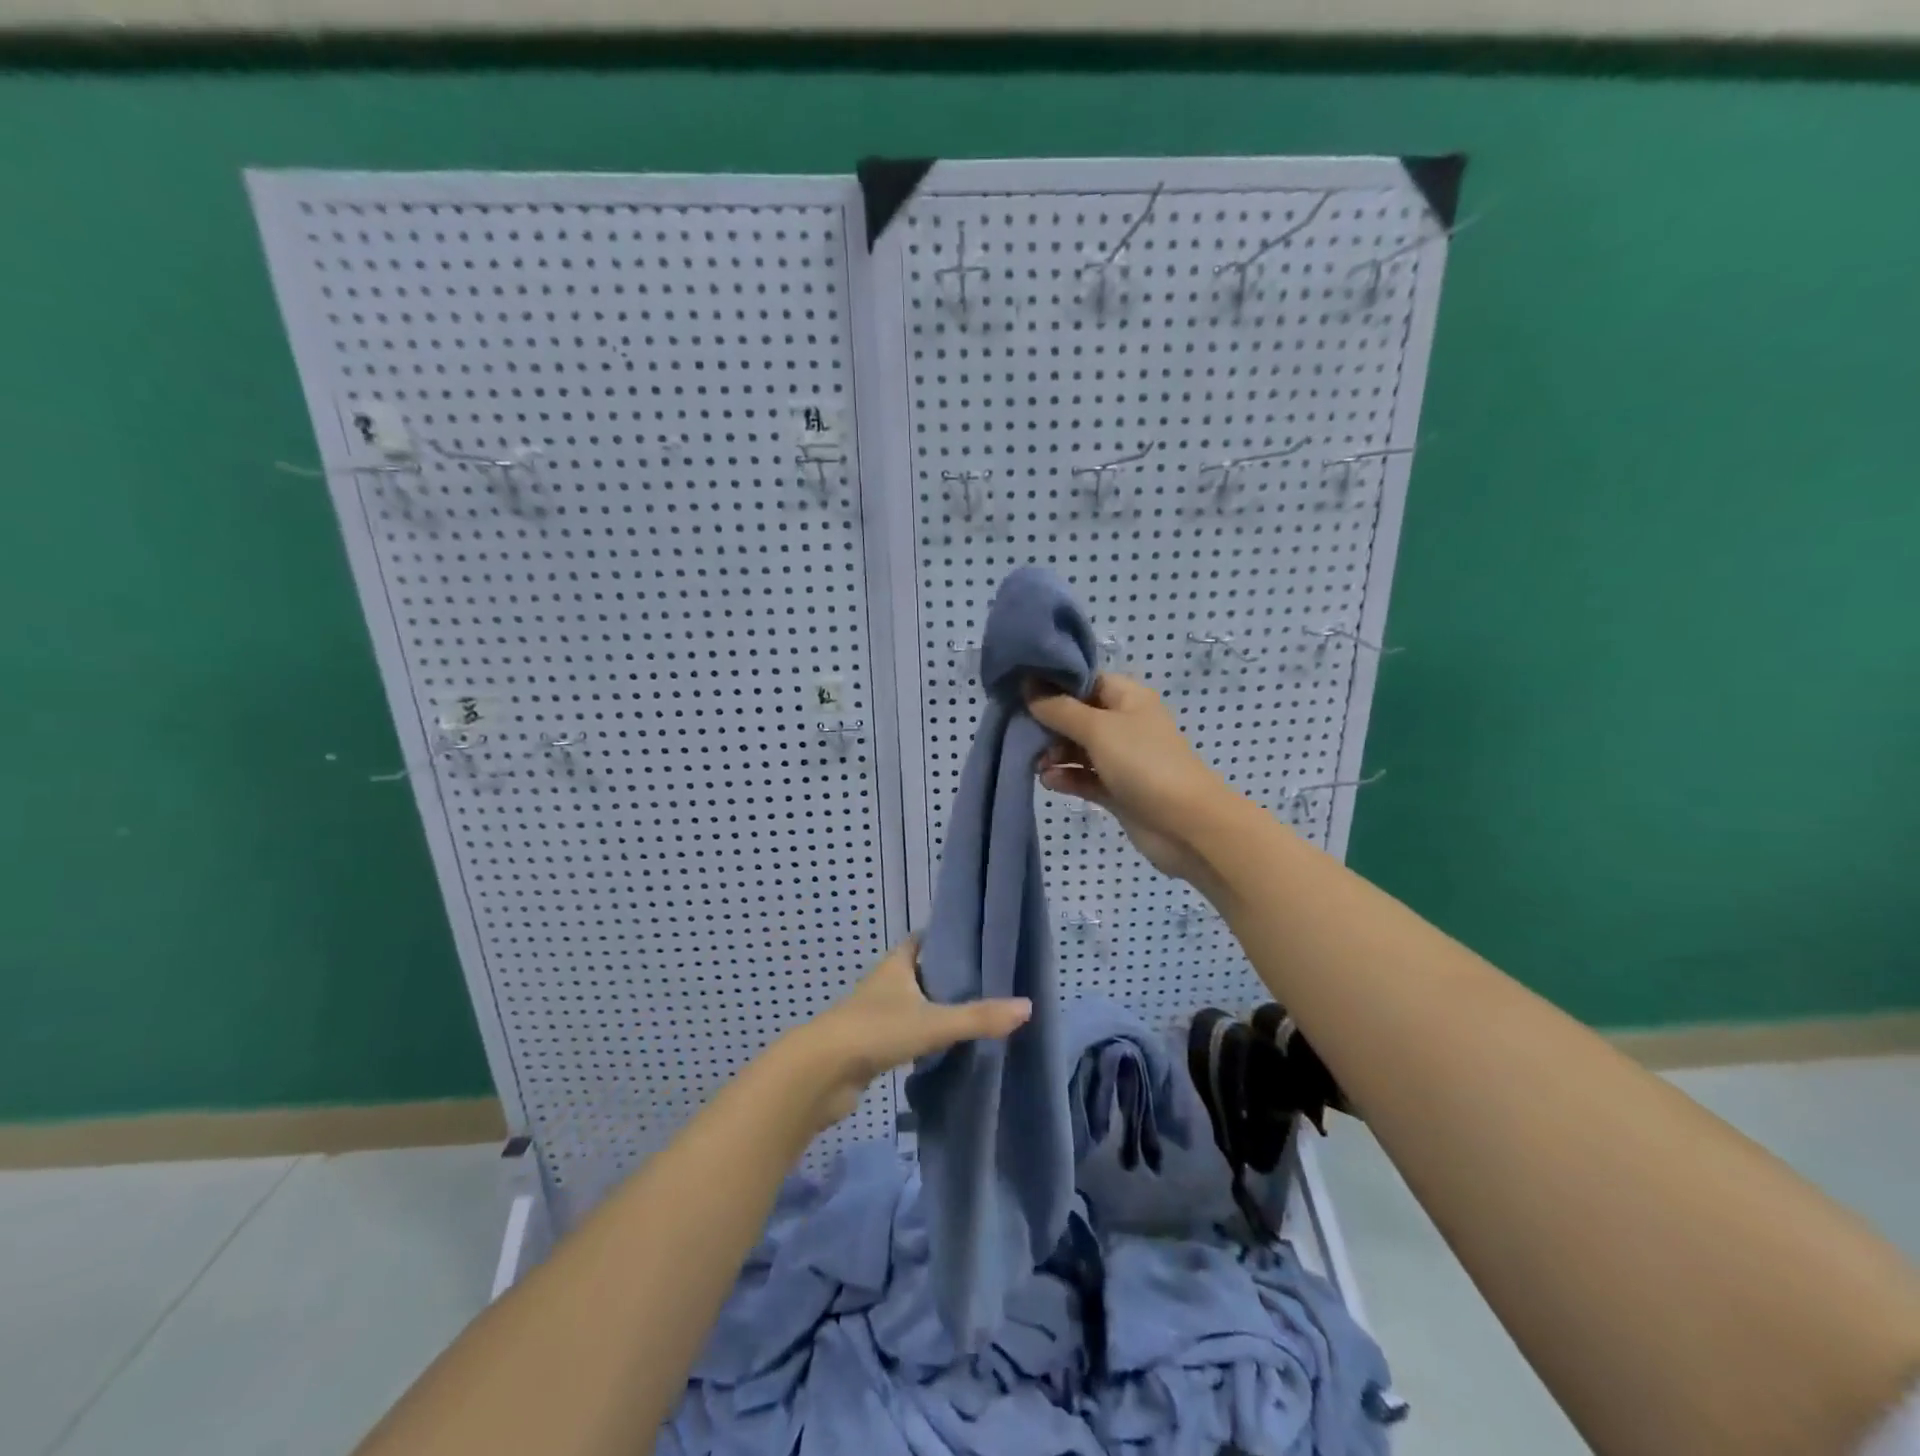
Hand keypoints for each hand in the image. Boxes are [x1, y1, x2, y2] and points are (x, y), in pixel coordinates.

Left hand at [783, 939, 1030, 1130]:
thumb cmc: (876, 1031)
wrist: (821, 1073)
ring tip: (970, 1016)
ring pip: (910, 1006)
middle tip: (983, 983)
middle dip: (945, 977)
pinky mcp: (869, 1047)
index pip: (921, 941)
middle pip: (918, 973)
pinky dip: (920, 1038)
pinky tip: (941, 1050)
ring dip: (932, 1009)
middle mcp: (884, 985)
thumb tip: (1027, 1007)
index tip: (973, 942)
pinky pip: (902, 1035)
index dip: (944, 939)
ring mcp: (874, 1016)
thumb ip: (978, 1017)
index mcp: (896, 966)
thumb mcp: (933, 1023)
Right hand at [1028, 673, 1242, 883]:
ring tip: (1037, 764)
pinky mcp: (1117, 790)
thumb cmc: (1143, 764)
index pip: (1086, 681)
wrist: (1185, 825)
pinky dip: (1066, 777)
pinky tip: (1049, 782)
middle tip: (1024, 734)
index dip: (1055, 685)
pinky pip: (1084, 777)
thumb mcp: (1097, 729)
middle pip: (1078, 715)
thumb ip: (1059, 709)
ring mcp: (1122, 759)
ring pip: (1078, 749)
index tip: (1021, 692)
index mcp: (1128, 698)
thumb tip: (1028, 685)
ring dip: (1054, 754)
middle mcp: (1125, 724)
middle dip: (1050, 724)